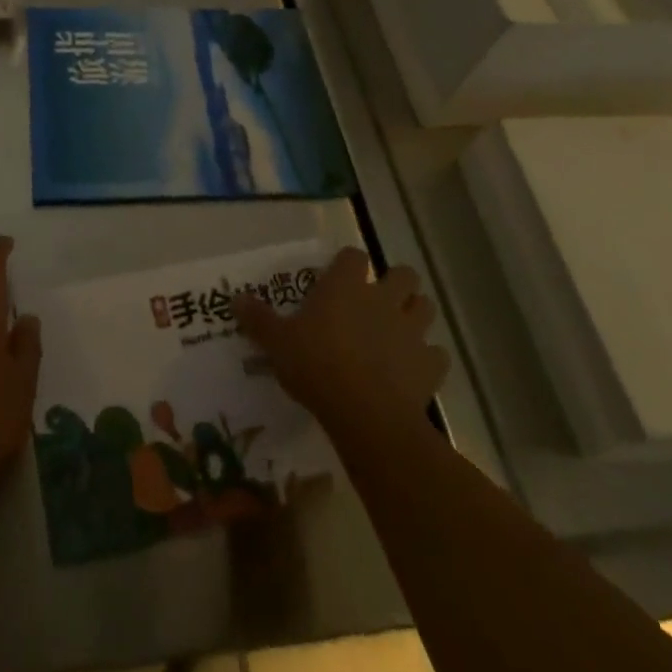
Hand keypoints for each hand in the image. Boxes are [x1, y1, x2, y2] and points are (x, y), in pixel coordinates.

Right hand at [234, 247, 446, 439]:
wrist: (366, 415)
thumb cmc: (316, 367)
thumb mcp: (277, 343)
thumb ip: (258, 319)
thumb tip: (235, 298)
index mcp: (345, 286)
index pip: (354, 256)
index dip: (349, 265)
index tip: (340, 279)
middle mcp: (382, 299)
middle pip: (404, 274)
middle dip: (397, 284)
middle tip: (379, 302)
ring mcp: (411, 331)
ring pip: (426, 307)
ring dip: (416, 315)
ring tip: (400, 331)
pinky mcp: (430, 365)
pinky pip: (437, 354)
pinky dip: (428, 359)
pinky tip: (414, 371)